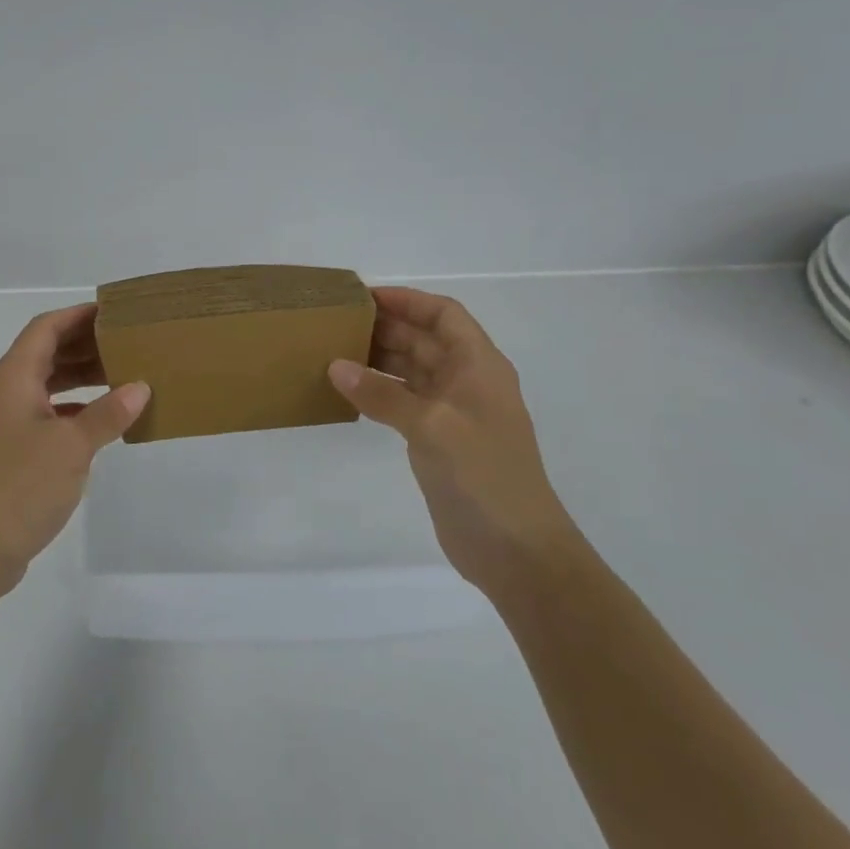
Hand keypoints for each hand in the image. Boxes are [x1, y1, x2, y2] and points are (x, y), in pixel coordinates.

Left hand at [0, 304, 149, 595]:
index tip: (115, 312)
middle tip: (128, 343)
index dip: (78, 315)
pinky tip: (102, 421)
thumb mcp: (71, 445)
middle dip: (85, 345)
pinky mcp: (12, 454)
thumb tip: (139, 387)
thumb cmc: (18, 486)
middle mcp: (7, 392)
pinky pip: (48, 415)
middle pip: (47, 353)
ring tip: (123, 376)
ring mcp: (7, 424)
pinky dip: (75, 410)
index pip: (46, 328)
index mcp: (14, 377)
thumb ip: (107, 413)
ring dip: (81, 377)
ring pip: (48, 385)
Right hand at [328, 287, 578, 594]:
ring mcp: (453, 412)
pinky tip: (348, 391)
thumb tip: (335, 366)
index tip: (363, 297)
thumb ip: (382, 394)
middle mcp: (467, 381)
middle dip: (385, 327)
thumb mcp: (431, 426)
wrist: (516, 551)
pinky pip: (403, 401)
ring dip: (378, 359)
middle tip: (336, 323)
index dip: (407, 300)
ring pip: (411, 370)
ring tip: (333, 351)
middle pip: (424, 339)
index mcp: (479, 366)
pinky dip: (378, 391)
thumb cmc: (483, 475)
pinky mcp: (438, 440)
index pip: (444, 314)